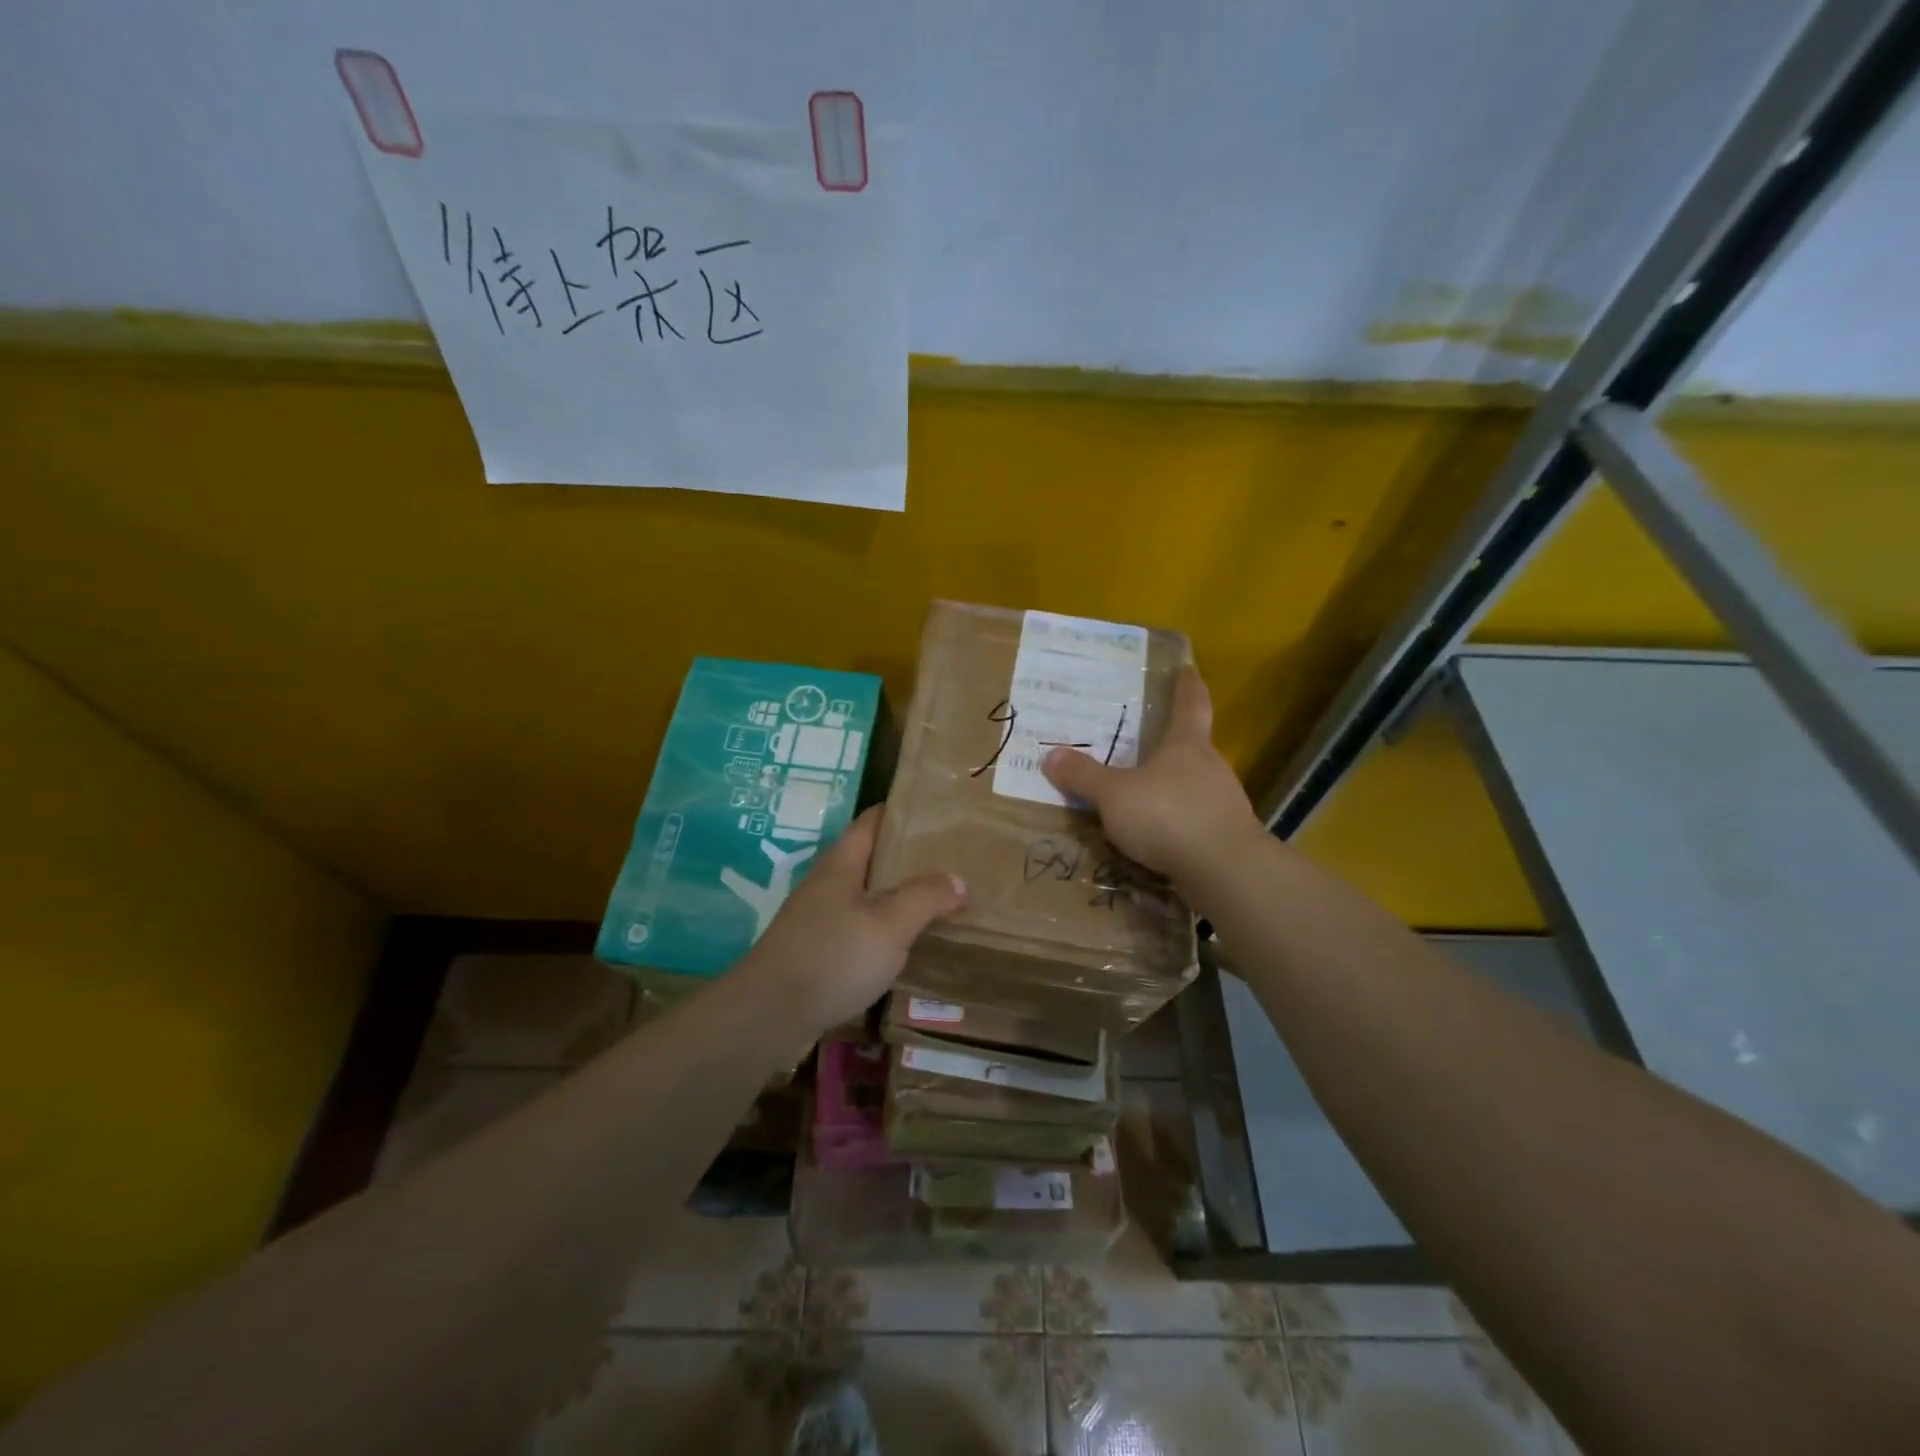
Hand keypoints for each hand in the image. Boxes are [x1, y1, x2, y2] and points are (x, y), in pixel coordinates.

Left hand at [730, 805, 965, 1038]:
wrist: (768, 1017)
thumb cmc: (833, 957)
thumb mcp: (890, 923)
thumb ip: (925, 897)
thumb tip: (956, 879)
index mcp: (842, 864)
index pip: (874, 821)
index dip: (904, 812)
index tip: (941, 814)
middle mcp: (828, 885)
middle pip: (872, 859)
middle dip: (910, 859)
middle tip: (954, 862)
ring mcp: (818, 920)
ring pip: (867, 898)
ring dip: (899, 898)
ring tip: (941, 904)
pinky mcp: (816, 954)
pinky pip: (859, 931)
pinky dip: (885, 932)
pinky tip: (908, 948)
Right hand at [1042, 664, 1264, 887]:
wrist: (1225, 871)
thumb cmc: (1168, 816)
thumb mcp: (1114, 795)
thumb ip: (1084, 776)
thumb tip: (1052, 755)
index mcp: (1186, 745)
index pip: (1191, 703)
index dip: (1187, 684)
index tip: (1186, 668)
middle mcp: (1210, 767)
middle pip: (1192, 746)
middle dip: (1170, 743)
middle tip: (1143, 741)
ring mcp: (1223, 802)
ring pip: (1194, 785)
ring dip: (1171, 787)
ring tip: (1142, 795)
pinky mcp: (1226, 836)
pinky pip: (1195, 819)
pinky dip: (1176, 821)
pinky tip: (1157, 836)